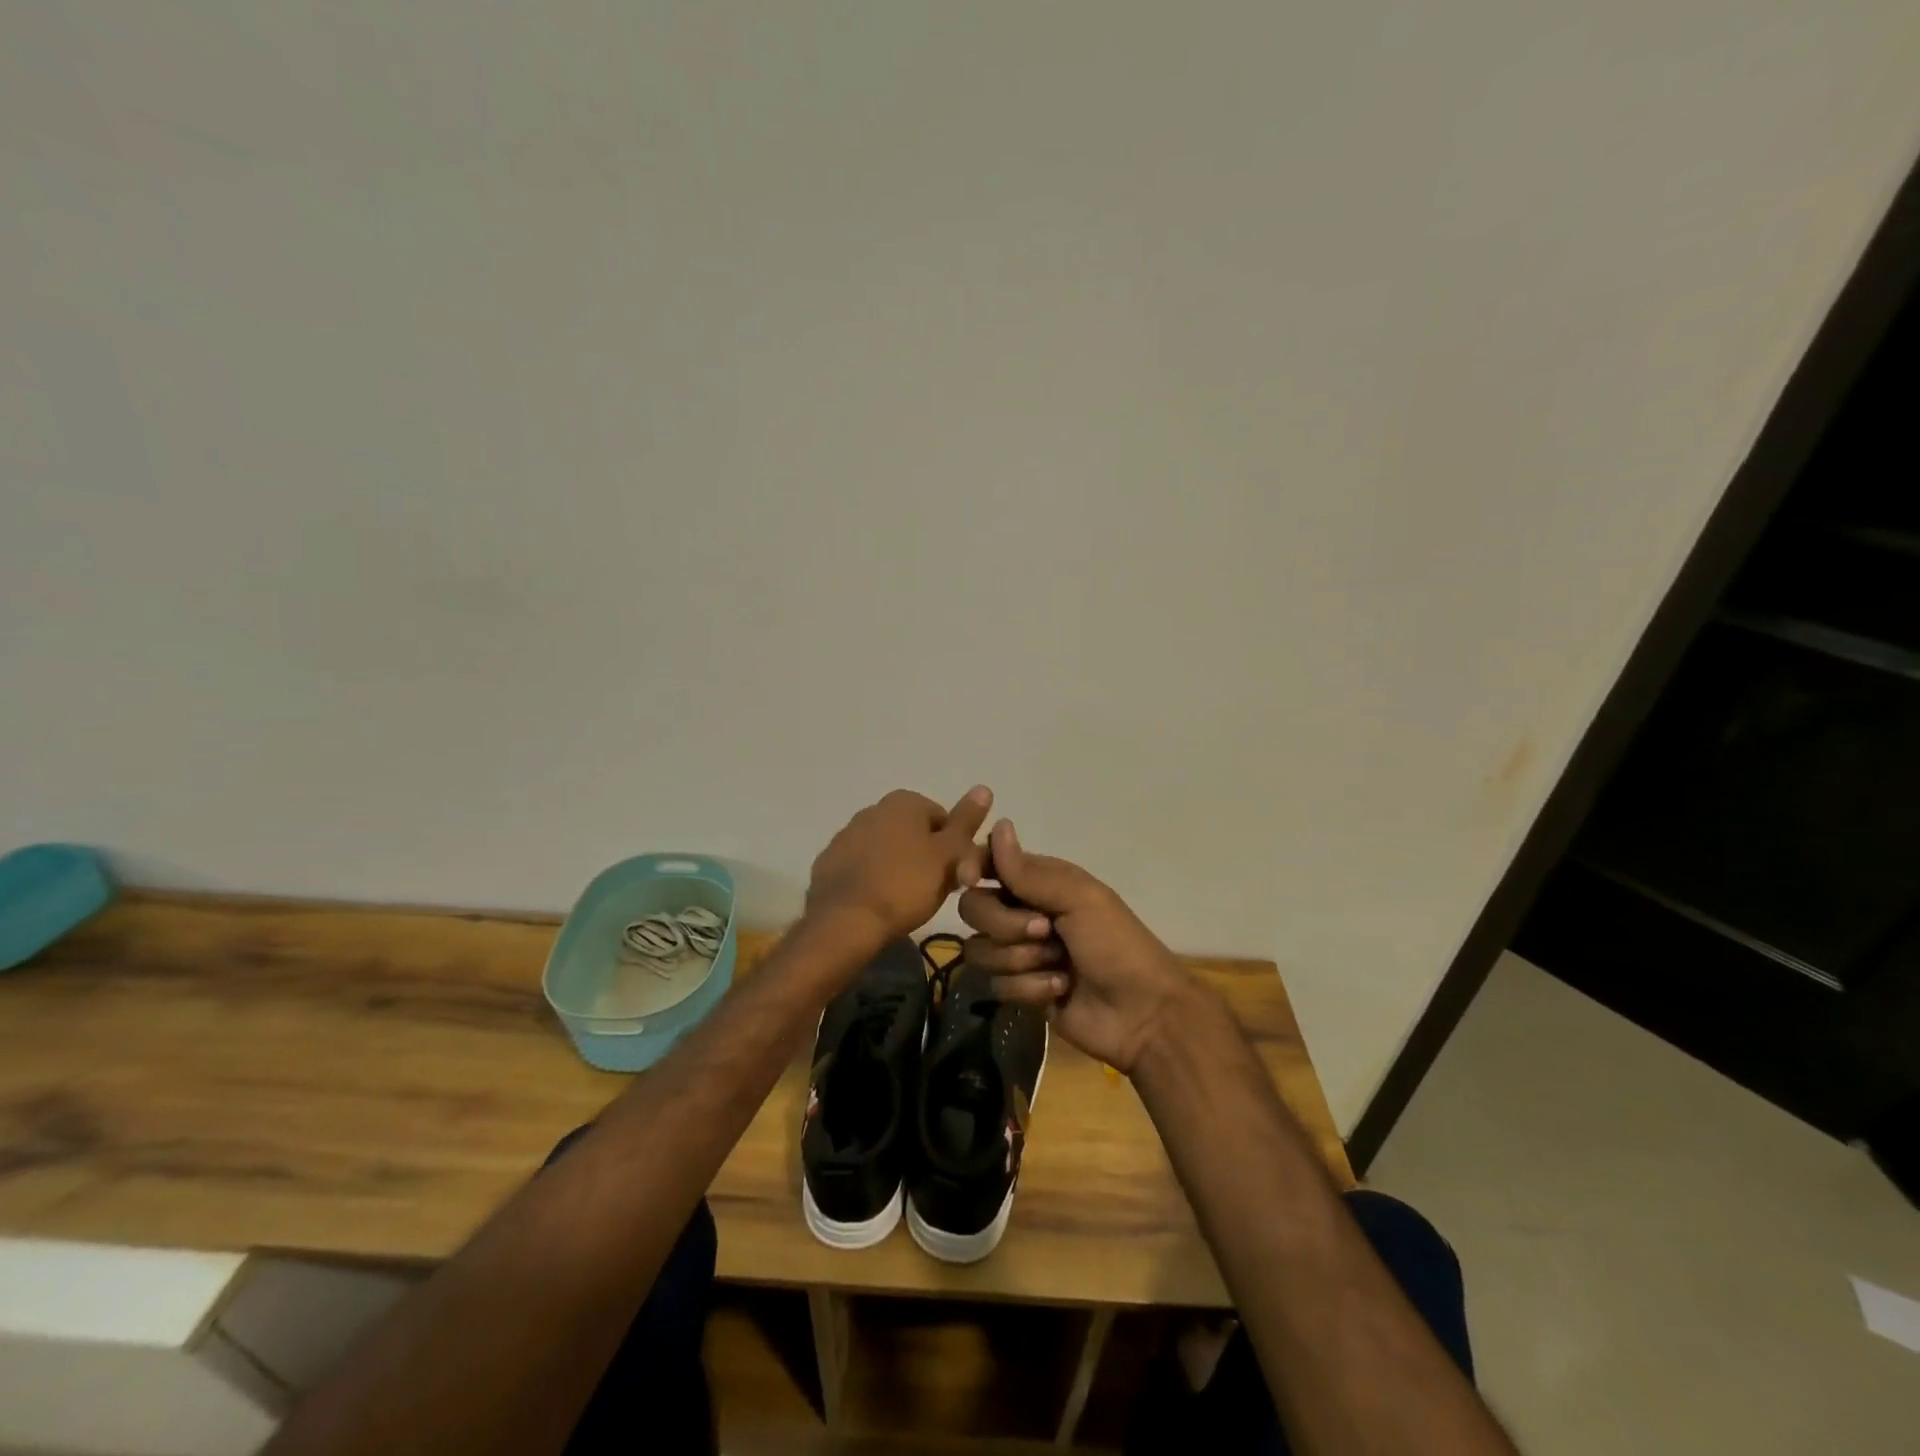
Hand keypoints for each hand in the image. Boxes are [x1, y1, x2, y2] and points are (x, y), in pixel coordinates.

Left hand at [805, 786, 993, 948]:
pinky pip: (862, 866)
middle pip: (914, 833)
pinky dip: (872, 879)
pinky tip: (877, 902)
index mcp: (904, 801)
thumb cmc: (905, 885)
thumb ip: (965, 822)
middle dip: (925, 857)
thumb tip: (984, 787)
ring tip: (904, 901)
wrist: (844, 921)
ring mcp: (846, 834)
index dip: (954, 849)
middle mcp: (873, 808)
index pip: (944, 820)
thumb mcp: (947, 855)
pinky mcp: (829, 861)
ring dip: (898, 868)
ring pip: (887, 849)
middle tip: (932, 890)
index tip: (954, 876)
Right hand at [957, 820, 1196, 1073]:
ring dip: (1021, 960)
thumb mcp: (1079, 899)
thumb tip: (998, 824)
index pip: (988, 864)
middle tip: (1045, 931)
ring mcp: (1020, 953)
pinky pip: (997, 985)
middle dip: (1005, 925)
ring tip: (1059, 966)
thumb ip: (1030, 872)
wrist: (1142, 1012)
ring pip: (980, 951)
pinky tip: (1060, 990)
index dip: (972, 869)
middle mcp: (1023, 912)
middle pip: (974, 909)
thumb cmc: (1116, 944)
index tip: (971, 880)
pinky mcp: (1020, 990)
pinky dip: (1030, 989)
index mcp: (1040, 882)